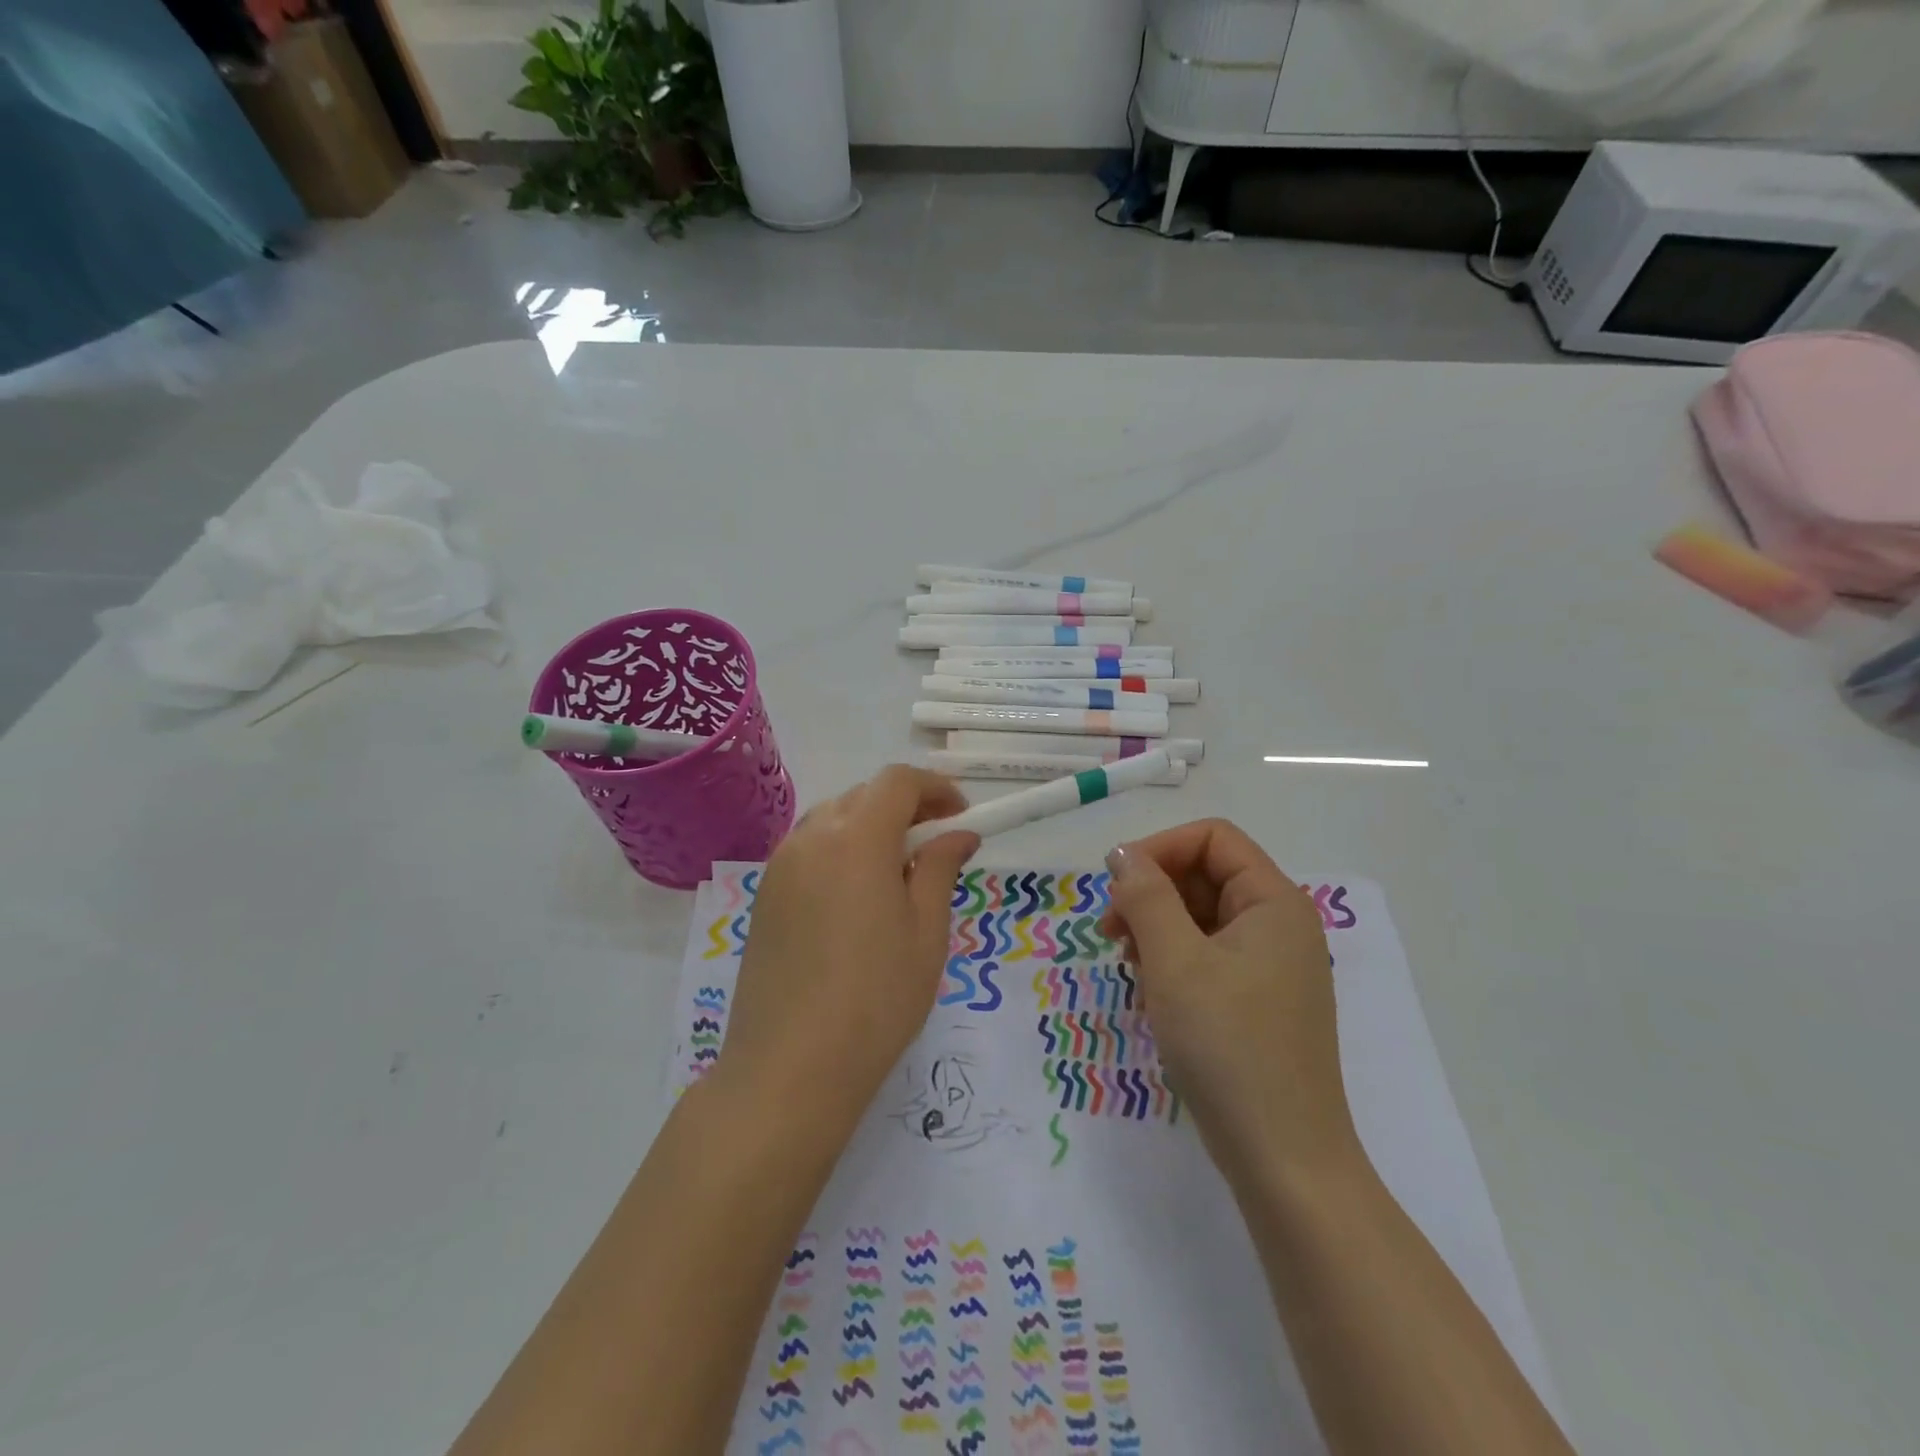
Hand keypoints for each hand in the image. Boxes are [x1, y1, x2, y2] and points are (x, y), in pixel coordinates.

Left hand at [718, 766, 979, 1141]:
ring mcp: (780, 866)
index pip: (898, 782)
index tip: (960, 814)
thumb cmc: (875, 999)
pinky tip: (856, 896)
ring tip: (897, 871)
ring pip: (832, 819)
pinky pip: (808, 850)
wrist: (788, 1068)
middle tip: (935, 843)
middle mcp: (810, 838)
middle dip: (904, 806)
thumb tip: (958, 834)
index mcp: (856, 839)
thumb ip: (940, 869)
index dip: (935, 788)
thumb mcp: (926, 932)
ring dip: (870, 826)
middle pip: (863, 795)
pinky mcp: (764, 896)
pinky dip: (840, 851)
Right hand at [1099, 819, 1359, 1180]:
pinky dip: (1173, 960)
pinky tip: (1151, 991)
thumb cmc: (1228, 1047)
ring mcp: (1270, 966)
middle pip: (1206, 875)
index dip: (1160, 849)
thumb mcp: (1175, 962)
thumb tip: (1123, 854)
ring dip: (1157, 927)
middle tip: (1111, 932)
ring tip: (1129, 965)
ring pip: (1202, 916)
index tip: (1115, 886)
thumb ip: (1146, 896)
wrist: (1283, 1160)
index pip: (1213, 839)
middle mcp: (1278, 924)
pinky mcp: (1257, 1001)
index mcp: (1274, 902)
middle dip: (1152, 892)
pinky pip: (1208, 954)